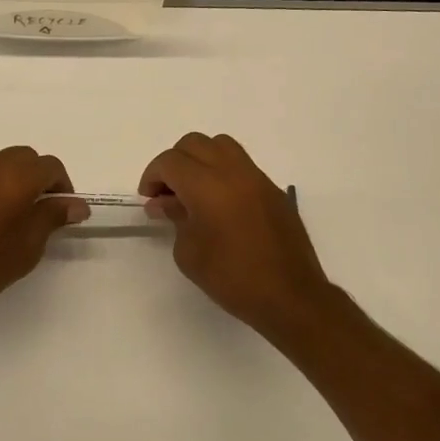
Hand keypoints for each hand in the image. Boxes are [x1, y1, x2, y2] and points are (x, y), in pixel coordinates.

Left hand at [0, 147, 86, 321]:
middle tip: (38, 209)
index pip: (50, 166)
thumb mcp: (28, 246)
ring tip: (8, 215)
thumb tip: (76, 204)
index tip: (62, 211)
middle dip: (36, 176)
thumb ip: (53, 217)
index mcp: (15, 178)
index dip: (62, 185)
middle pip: (23, 157)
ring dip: (9, 180)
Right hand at [139, 133, 336, 335]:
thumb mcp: (189, 252)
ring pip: (220, 145)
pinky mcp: (273, 190)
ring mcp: (257, 178)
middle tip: (167, 193)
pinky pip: (241, 164)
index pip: (170, 162)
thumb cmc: (232, 278)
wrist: (290, 297)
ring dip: (200, 160)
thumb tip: (164, 202)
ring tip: (193, 190)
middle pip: (194, 143)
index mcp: (207, 186)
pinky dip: (222, 171)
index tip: (149, 199)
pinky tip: (219, 202)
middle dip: (174, 163)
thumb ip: (175, 218)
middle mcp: (233, 172)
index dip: (152, 176)